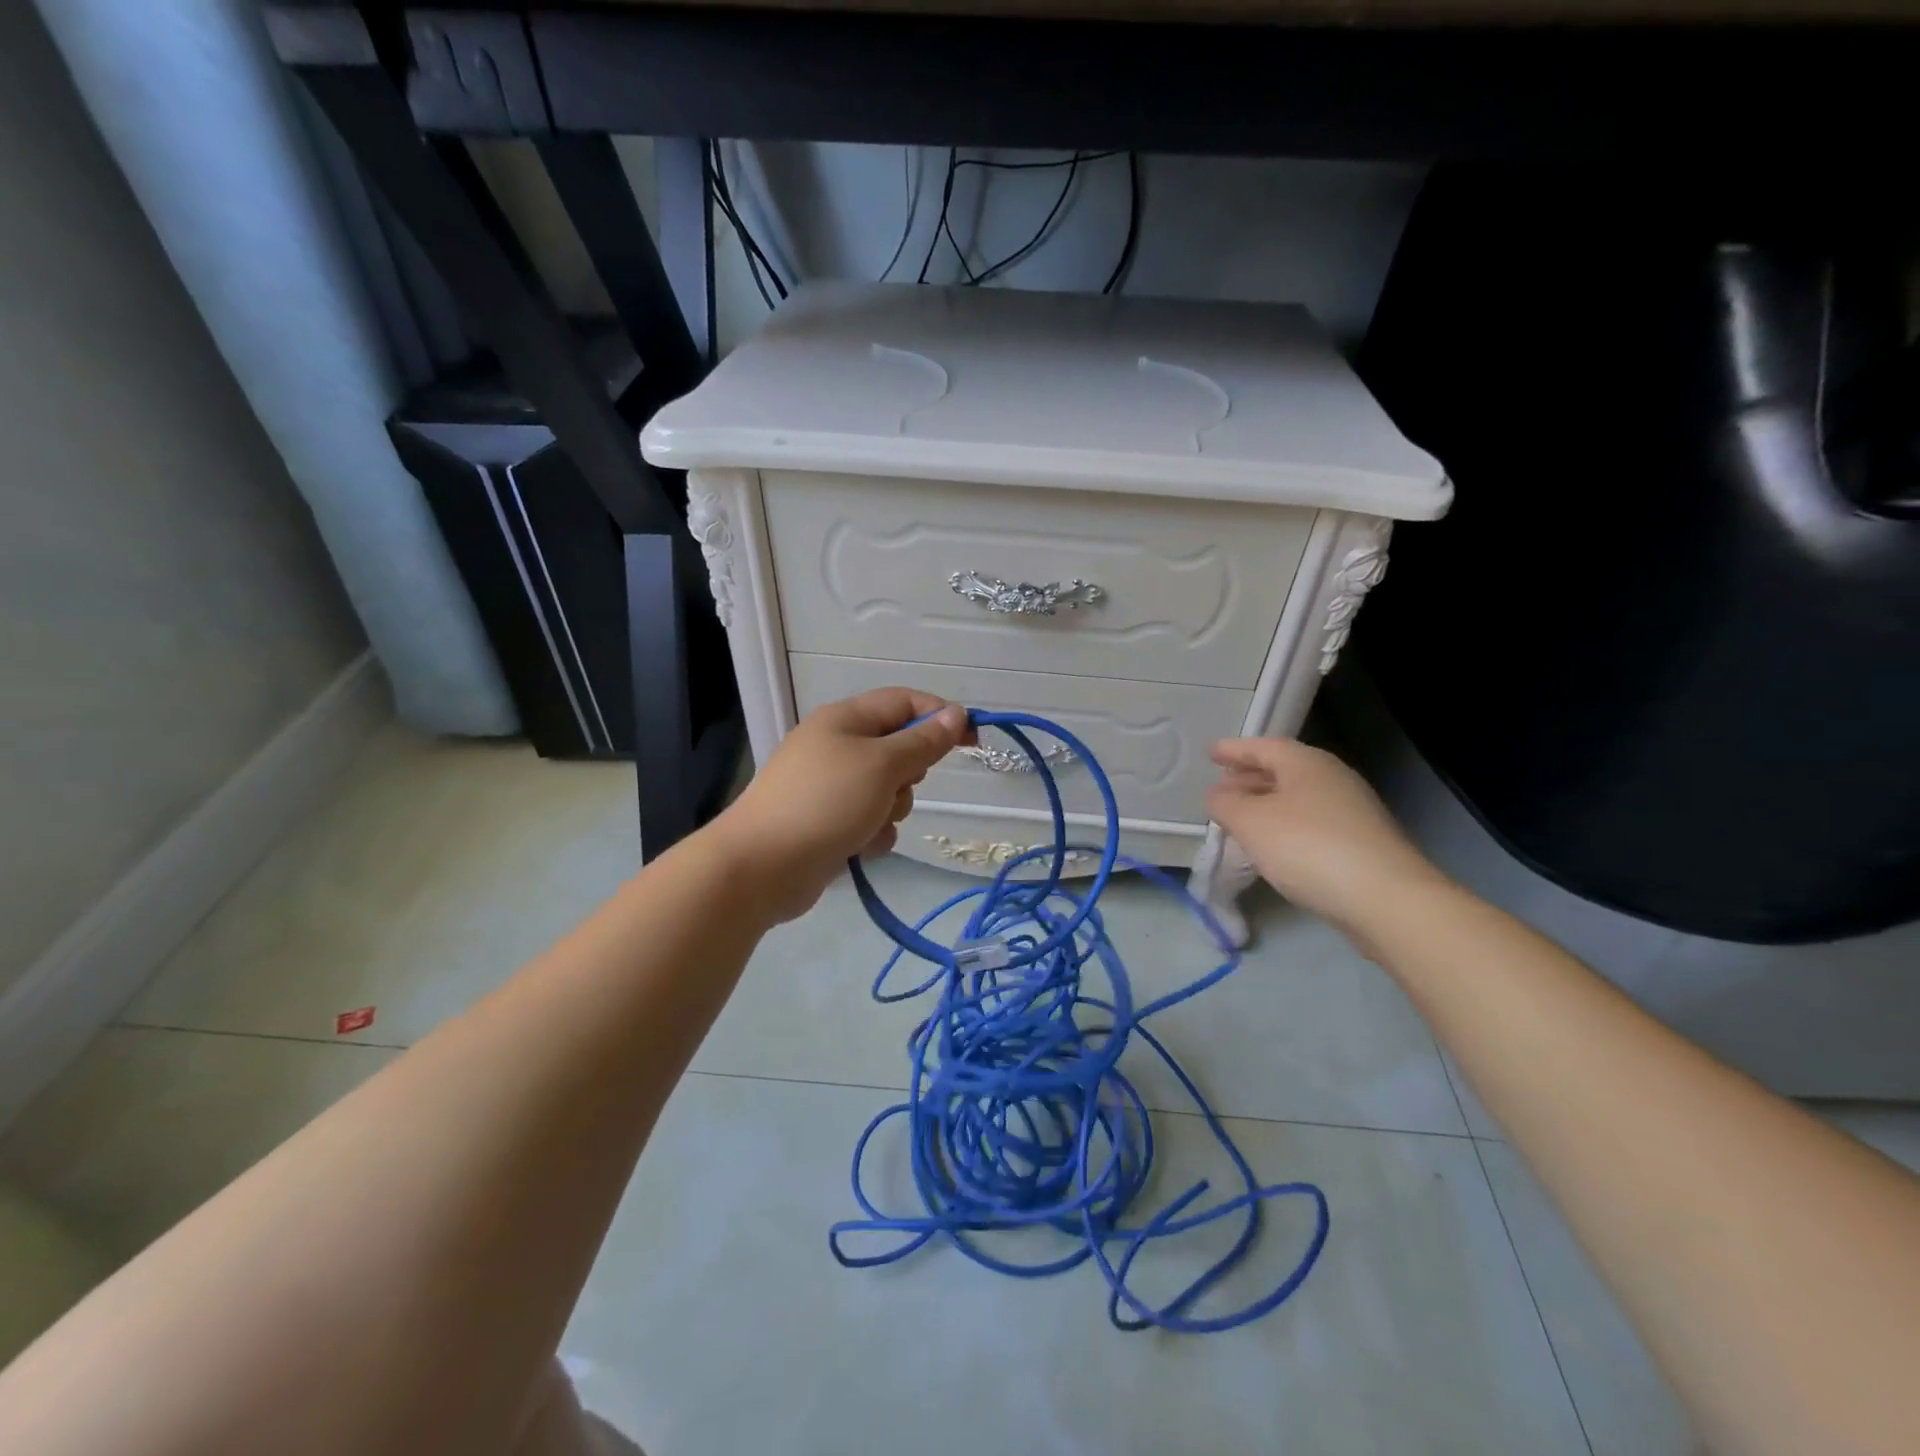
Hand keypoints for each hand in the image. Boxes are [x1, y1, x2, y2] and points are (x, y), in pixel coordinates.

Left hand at [709, 688, 972, 922]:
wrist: (761, 866)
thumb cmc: (825, 803)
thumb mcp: (883, 765)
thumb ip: (923, 741)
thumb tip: (956, 714)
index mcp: (845, 719)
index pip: (905, 702)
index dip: (941, 716)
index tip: (973, 741)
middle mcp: (837, 746)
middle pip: (898, 748)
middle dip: (908, 773)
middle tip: (896, 786)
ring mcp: (830, 786)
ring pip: (888, 789)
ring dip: (890, 809)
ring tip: (869, 823)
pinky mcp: (828, 822)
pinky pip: (870, 820)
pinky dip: (872, 833)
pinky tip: (857, 847)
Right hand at [1205, 738, 1448, 935]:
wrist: (1385, 899)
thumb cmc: (1309, 847)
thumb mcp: (1251, 822)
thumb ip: (1225, 804)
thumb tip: (1217, 794)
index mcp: (1307, 764)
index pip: (1263, 747)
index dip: (1234, 750)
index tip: (1210, 753)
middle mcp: (1332, 779)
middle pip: (1283, 771)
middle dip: (1249, 777)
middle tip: (1221, 786)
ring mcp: (1351, 812)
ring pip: (1297, 798)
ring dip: (1265, 804)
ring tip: (1239, 817)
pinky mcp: (1360, 843)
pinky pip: (1310, 823)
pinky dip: (1284, 826)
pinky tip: (1271, 846)